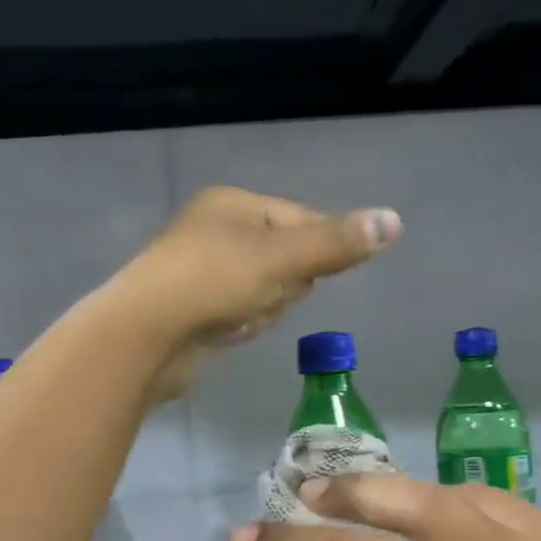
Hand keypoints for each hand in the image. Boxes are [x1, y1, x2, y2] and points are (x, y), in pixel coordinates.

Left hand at [102, 187, 400, 400]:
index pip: (301, 217)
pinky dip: (240, 325)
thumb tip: (395, 221)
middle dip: (285, 284)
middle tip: (264, 295)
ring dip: (263, 308)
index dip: (317, 249)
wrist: (145, 336)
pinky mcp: (192, 309)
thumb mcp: (283, 258)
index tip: (310, 275)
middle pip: (284, 257)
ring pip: (264, 289)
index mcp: (232, 204)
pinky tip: (227, 332)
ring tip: (240, 317)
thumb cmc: (214, 283)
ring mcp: (200, 270)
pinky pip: (238, 312)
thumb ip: (337, 243)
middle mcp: (214, 230)